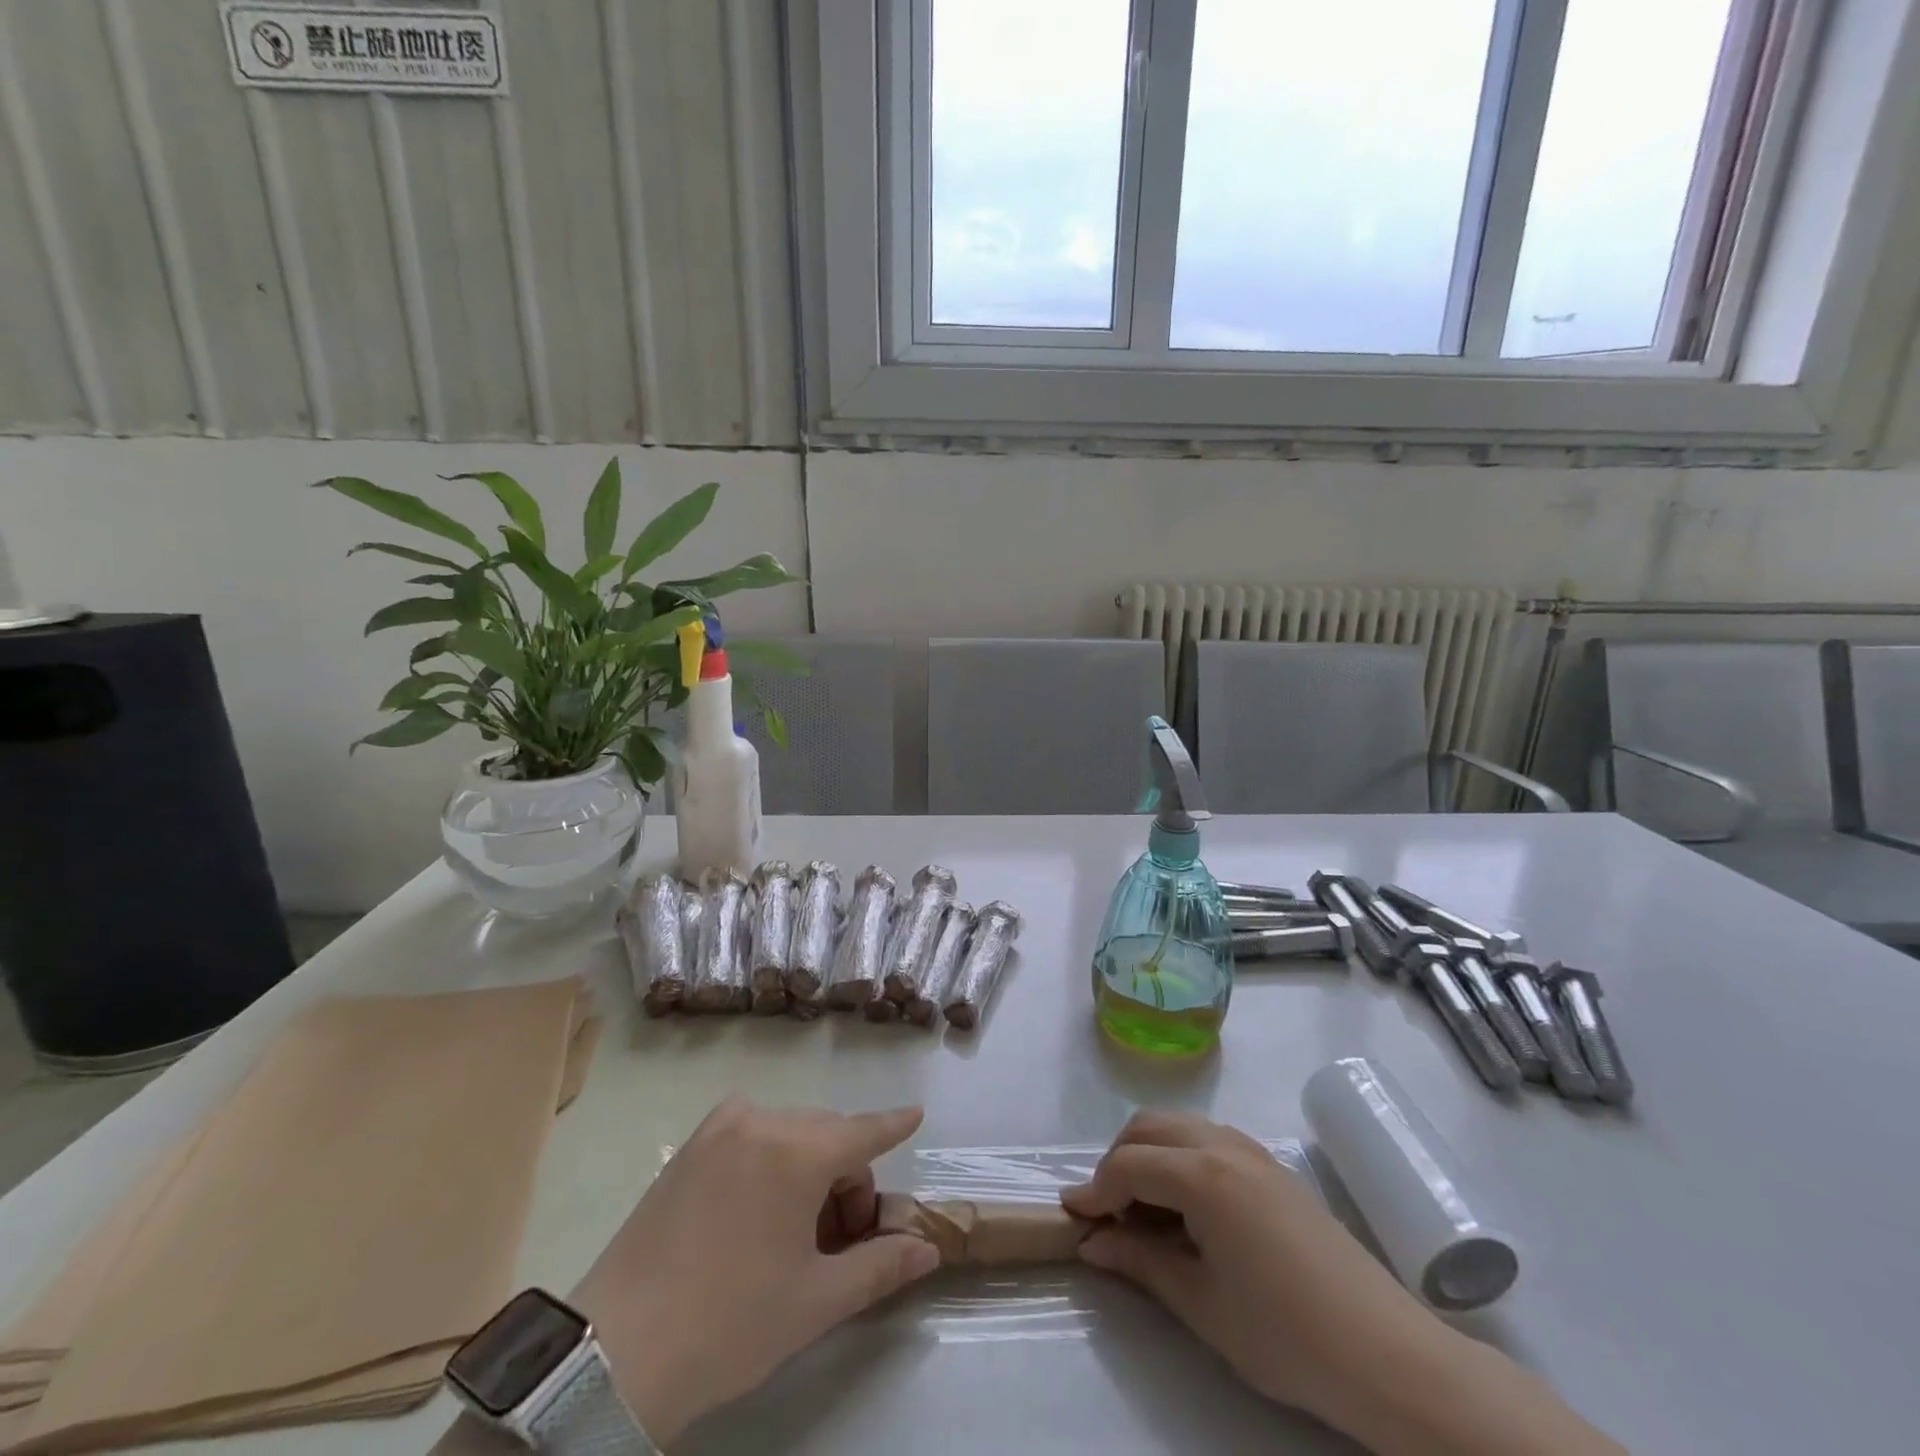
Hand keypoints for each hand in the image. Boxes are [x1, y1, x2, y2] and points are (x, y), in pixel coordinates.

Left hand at [568, 1098, 939, 1443]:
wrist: (617, 1351)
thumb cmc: (731, 1324)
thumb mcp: (816, 1302)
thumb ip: (880, 1266)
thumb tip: (926, 1248)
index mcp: (799, 1152)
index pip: (863, 1131)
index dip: (893, 1125)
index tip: (916, 1113)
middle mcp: (763, 1122)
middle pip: (827, 1136)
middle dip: (845, 1177)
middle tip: (840, 1240)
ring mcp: (720, 1129)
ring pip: (789, 1132)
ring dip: (808, 1165)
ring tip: (795, 1230)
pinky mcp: (690, 1146)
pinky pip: (750, 1132)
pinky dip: (769, 1154)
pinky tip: (756, 1203)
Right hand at [1063, 1112, 1623, 1455]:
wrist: (1386, 1353)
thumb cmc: (1285, 1334)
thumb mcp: (1201, 1303)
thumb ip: (1140, 1262)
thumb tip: (1092, 1242)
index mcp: (1202, 1174)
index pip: (1128, 1165)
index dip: (1095, 1190)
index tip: (1072, 1218)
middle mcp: (1223, 1144)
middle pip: (1149, 1128)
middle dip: (1117, 1161)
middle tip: (1107, 1212)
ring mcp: (1251, 1150)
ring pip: (1179, 1126)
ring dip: (1148, 1154)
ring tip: (1143, 1210)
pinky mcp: (1271, 1165)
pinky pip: (1208, 1138)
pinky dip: (1180, 1156)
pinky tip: (1186, 1206)